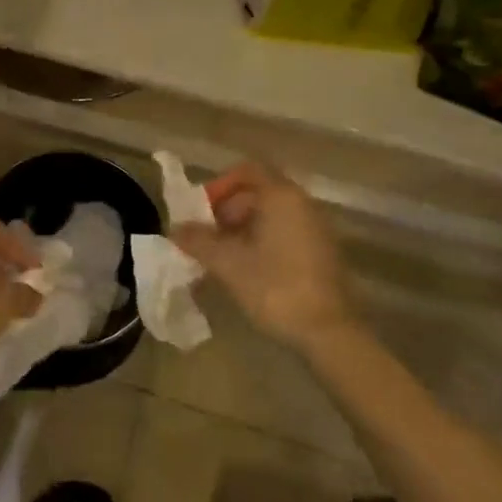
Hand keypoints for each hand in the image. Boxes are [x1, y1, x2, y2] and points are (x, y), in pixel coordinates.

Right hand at [172, 162, 354, 347]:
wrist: (328, 331)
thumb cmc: (275, 288)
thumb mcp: (228, 263)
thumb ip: (199, 241)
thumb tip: (174, 229)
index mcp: (281, 196)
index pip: (246, 171)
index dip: (219, 186)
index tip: (200, 211)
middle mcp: (301, 203)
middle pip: (257, 192)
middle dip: (226, 210)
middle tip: (204, 237)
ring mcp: (314, 227)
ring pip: (269, 215)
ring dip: (240, 229)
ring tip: (218, 256)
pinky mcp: (319, 251)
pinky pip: (283, 232)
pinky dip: (259, 241)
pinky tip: (243, 269)